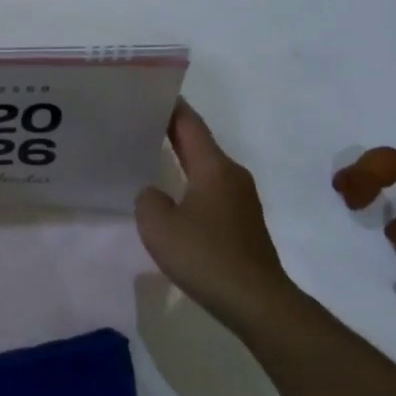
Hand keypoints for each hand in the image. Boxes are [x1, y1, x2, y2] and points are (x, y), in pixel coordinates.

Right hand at [134, 100, 296, 336]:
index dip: (168, 106)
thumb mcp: (159, 226)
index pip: (189, 123)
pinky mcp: (242, 222)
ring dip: (180, 159)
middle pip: (198, 142)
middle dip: (170, 130)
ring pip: (205, 167)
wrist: (257, 302)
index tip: (145, 93)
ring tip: (148, 156)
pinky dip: (190, 183)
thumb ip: (148, 200)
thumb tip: (153, 194)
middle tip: (137, 122)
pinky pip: (211, 190)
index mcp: (214, 167)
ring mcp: (241, 198)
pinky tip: (172, 197)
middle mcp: (231, 175)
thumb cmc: (207, 257)